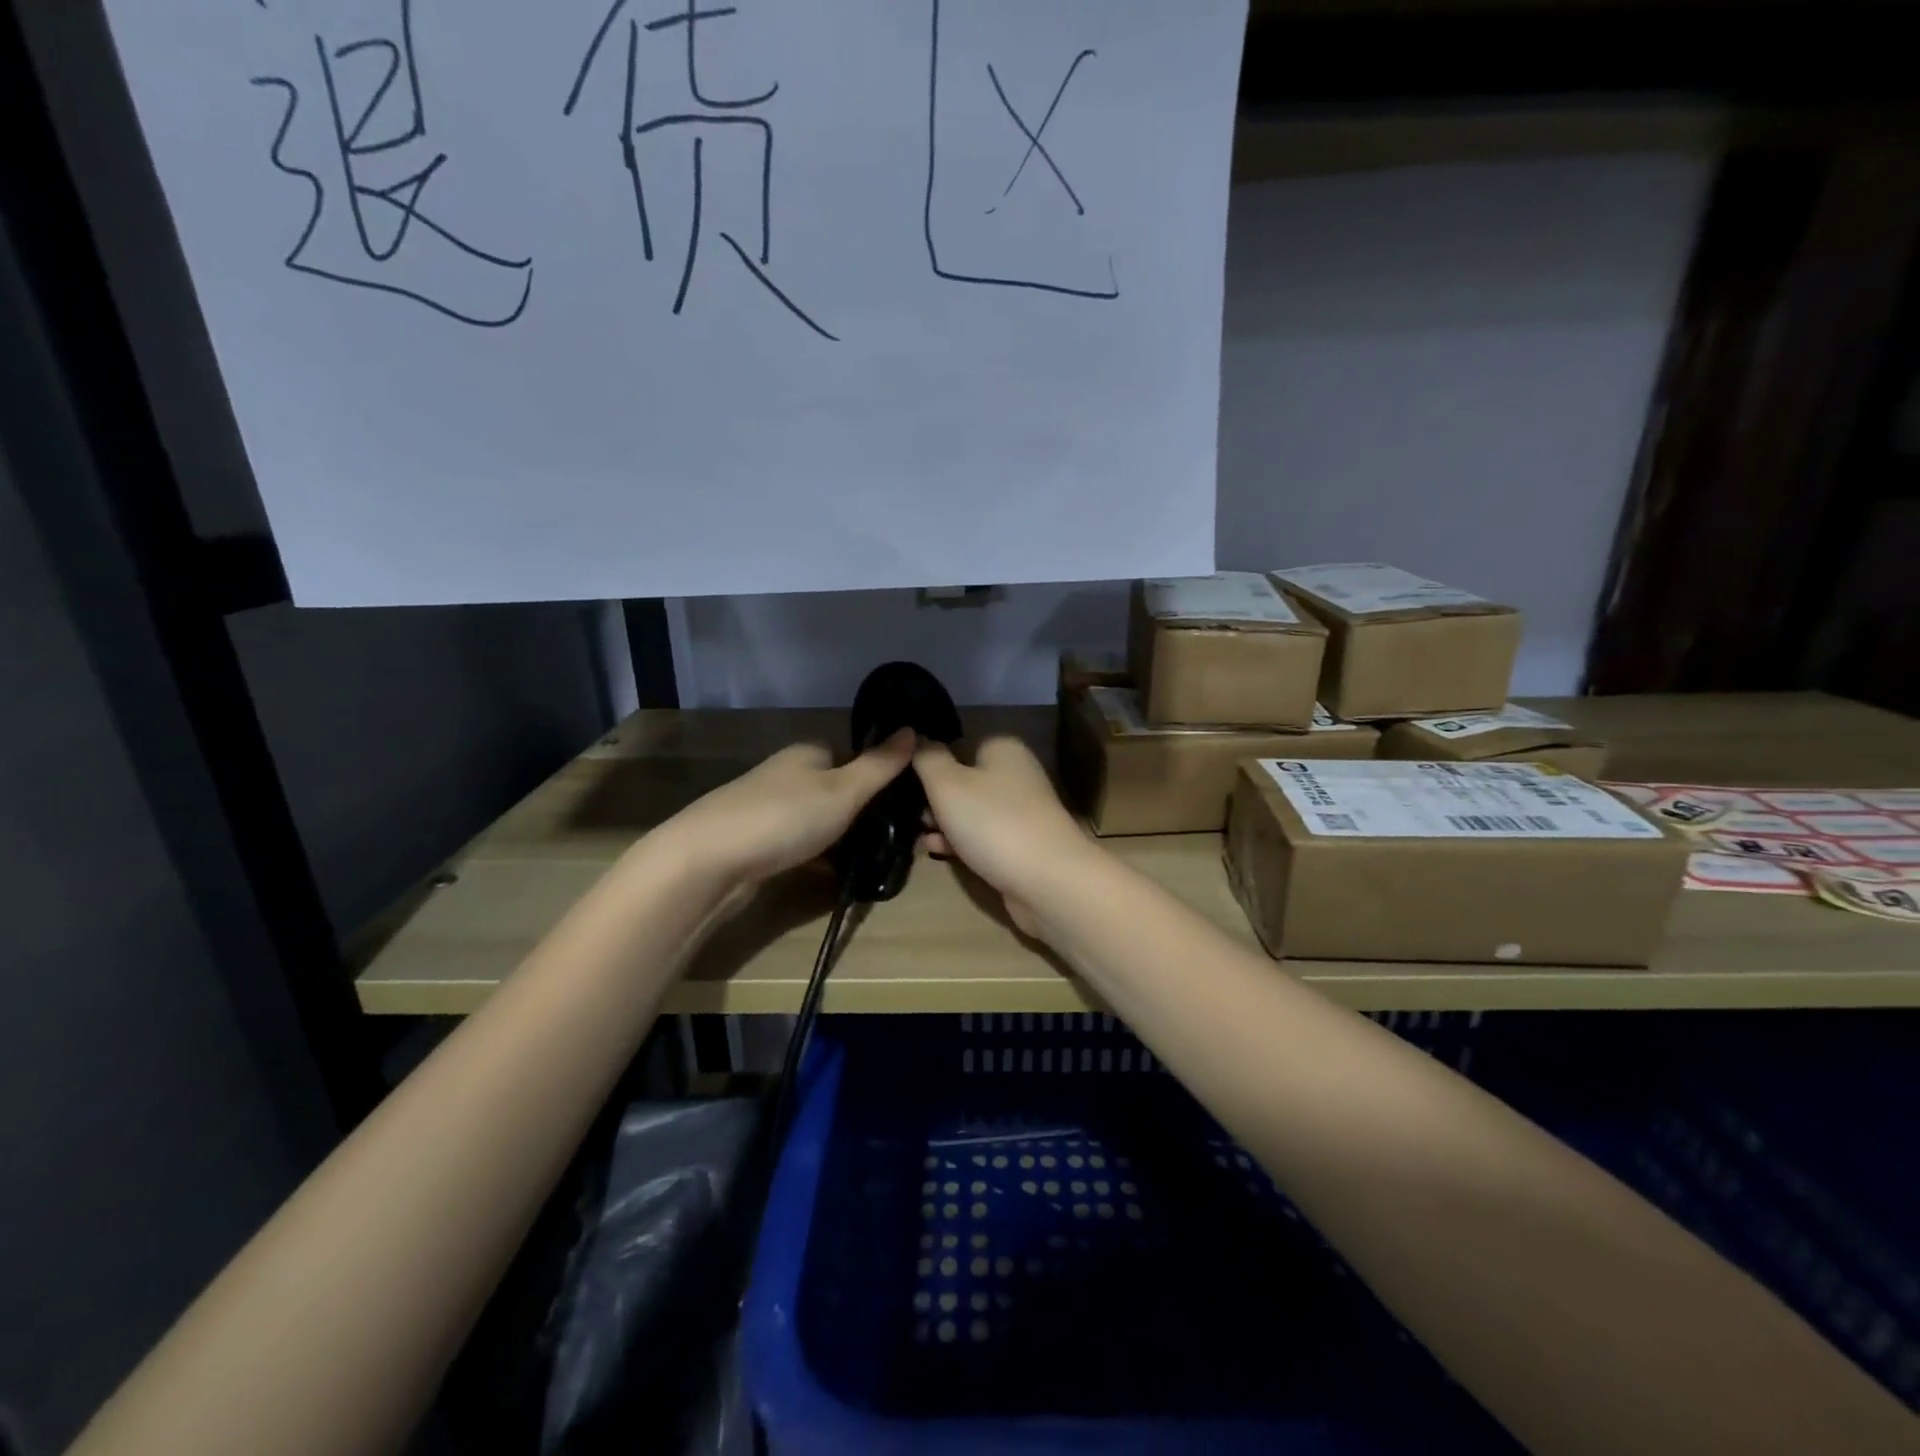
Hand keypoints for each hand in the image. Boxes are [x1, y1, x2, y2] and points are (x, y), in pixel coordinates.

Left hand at [664, 730, 916, 886]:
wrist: (708, 861)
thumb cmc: (784, 817)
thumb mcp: (844, 790)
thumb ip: (880, 764)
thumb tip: (913, 728)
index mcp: (808, 753)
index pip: (852, 757)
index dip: (879, 779)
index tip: (904, 806)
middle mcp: (786, 774)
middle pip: (835, 789)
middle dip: (861, 813)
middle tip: (894, 839)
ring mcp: (767, 808)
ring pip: (817, 819)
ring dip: (840, 838)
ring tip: (872, 861)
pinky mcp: (755, 842)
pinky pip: (799, 844)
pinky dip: (817, 858)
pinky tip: (834, 876)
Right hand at [914, 737, 1095, 936]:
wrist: (1047, 880)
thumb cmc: (992, 822)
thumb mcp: (947, 783)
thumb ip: (927, 757)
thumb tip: (919, 739)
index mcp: (1002, 748)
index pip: (957, 745)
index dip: (929, 764)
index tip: (904, 783)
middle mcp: (1016, 774)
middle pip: (963, 780)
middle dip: (933, 799)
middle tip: (910, 815)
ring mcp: (1021, 811)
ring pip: (970, 811)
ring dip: (943, 823)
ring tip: (919, 836)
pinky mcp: (1021, 843)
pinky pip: (982, 836)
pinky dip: (961, 842)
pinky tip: (938, 852)